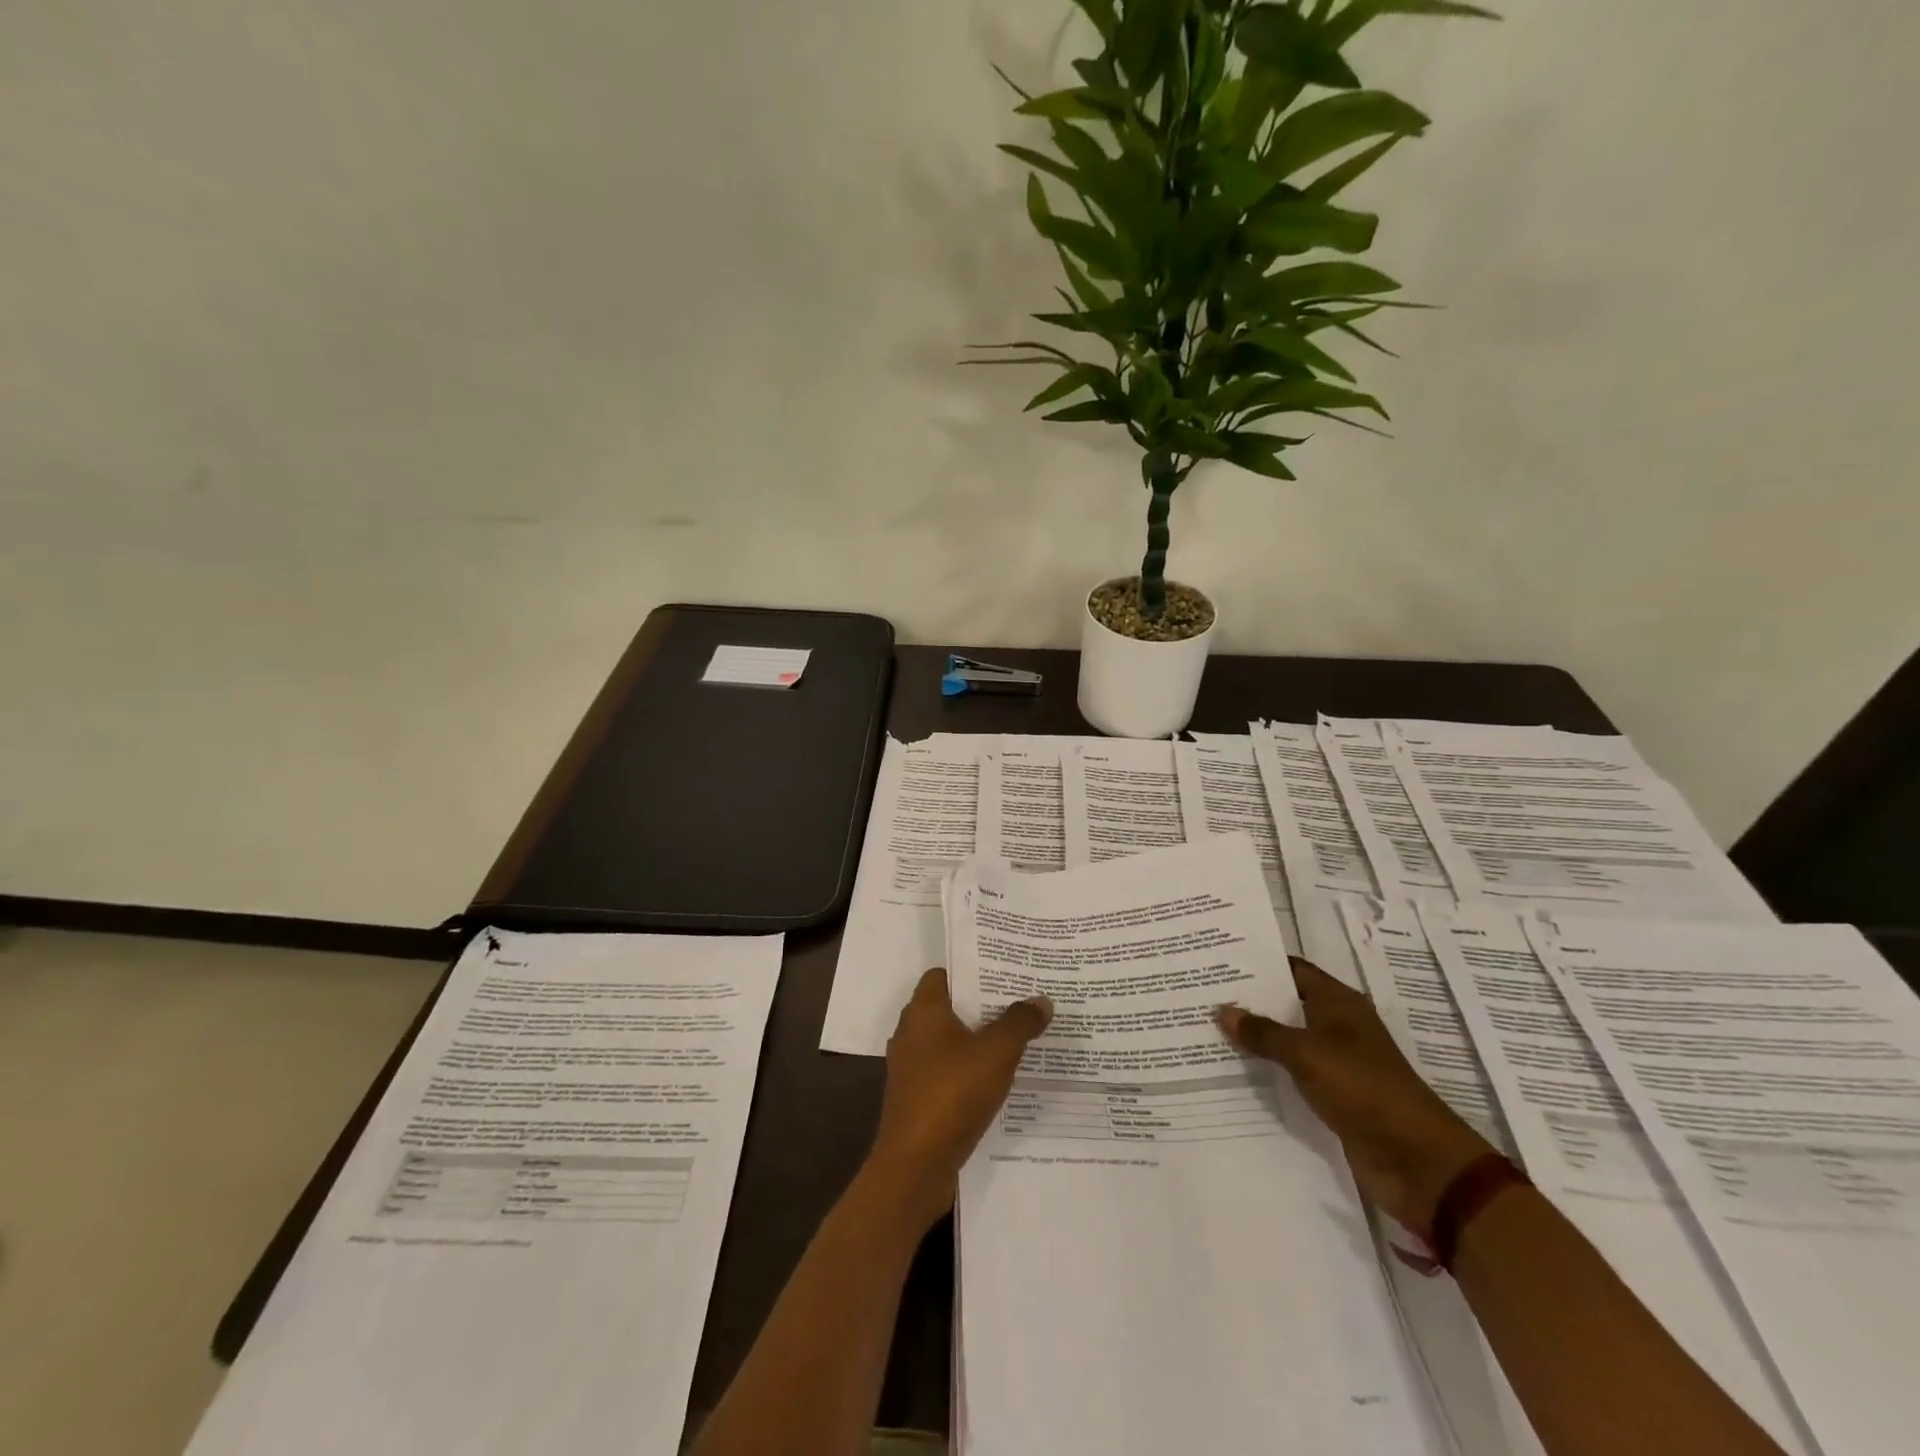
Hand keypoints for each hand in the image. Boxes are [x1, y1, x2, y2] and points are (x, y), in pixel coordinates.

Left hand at [866, 968, 1051, 1229]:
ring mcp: (912, 1068)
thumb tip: (1041, 998)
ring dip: (979, 1040)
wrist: (915, 1166)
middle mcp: (911, 1033)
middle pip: (950, 1007)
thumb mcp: (996, 1052)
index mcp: (923, 1011)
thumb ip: (1019, 1022)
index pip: (944, 974)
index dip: (972, 969)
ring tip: (1018, 1037)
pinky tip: (1000, 1078)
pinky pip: (948, 1071)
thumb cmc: (952, 1093)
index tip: (1004, 971)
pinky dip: (970, 1070)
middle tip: (1021, 1000)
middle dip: (983, 1005)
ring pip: (950, 1042)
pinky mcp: (918, 1098)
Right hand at [1217, 957, 1492, 1241]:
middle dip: (1249, 1000)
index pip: (1293, 970)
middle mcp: (1337, 1027)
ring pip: (1287, 1040)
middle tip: (1202, 992)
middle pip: (1287, 1004)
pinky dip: (1267, 1069)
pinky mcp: (1333, 1096)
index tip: (1218, 958)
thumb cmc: (1363, 1089)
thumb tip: (1222, 1010)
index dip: (1259, 963)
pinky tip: (1232, 1069)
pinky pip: (1292, 1074)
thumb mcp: (1307, 1054)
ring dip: (1255, 1037)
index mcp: (1339, 1003)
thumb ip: (1263, 1032)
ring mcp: (1336, 1063)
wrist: (1415, 1160)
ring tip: (1207, 1027)